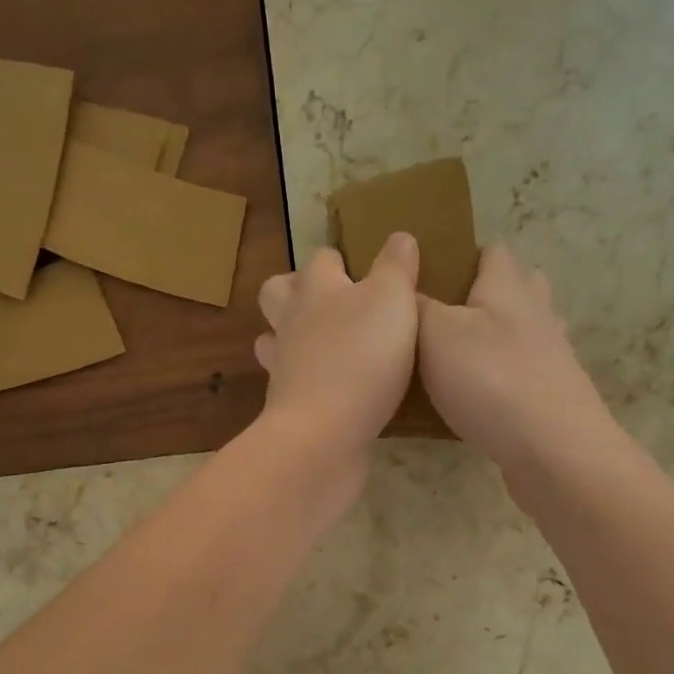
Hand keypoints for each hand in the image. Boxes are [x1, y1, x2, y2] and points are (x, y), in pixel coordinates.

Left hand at [254, 233, 420, 463]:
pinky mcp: (287, 407)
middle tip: (334, 304)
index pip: (322, 259)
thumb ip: (397, 267)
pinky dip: (307, 381)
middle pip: (277, 293)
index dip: (341, 260)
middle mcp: (291, 323)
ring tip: (327, 346)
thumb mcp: (393, 300)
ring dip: (293, 338)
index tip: (364, 269)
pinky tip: (333, 390)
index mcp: (316, 288)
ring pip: (275, 340)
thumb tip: (399, 237)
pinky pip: (291, 383)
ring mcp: (283, 367)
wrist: (322, 436)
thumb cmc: (361, 358)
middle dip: (297, 291)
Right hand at [418, 243, 617, 480]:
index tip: (429, 276)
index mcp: (507, 286)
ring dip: (496, 340)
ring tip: (456, 361)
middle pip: (516, 289)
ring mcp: (551, 358)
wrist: (552, 449)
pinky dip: (503, 380)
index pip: (492, 252)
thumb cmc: (489, 379)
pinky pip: (524, 375)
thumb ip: (416, 304)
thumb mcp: (434, 333)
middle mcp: (536, 313)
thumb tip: (403, 282)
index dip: (463, 256)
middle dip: (484, 296)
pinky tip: (478, 401)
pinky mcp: (553, 398)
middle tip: (440, 320)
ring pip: (523, 334)